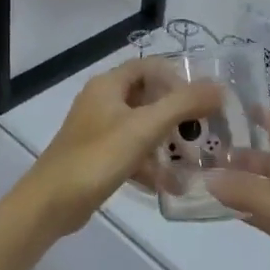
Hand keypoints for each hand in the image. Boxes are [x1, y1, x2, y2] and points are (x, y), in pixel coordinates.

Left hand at [15, 59, 222, 237]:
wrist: (51, 203)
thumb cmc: (97, 157)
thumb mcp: (144, 127)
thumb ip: (183, 104)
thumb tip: (219, 86)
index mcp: (108, 85)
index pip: (149, 66)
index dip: (177, 77)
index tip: (202, 100)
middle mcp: (102, 101)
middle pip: (147, 96)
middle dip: (176, 112)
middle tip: (204, 129)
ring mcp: (98, 130)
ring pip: (141, 126)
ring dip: (166, 140)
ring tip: (194, 158)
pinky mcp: (97, 156)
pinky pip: (131, 151)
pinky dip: (150, 163)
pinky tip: (170, 184)